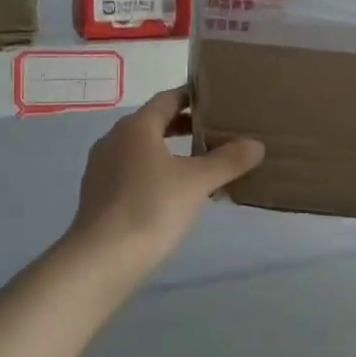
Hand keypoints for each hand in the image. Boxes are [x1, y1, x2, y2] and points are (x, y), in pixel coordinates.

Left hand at [68, 88, 264, 272]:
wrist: (102, 259)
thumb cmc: (151, 208)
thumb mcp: (197, 182)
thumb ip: (227, 161)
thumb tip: (256, 144)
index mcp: (136, 127)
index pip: (167, 99)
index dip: (192, 97)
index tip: (216, 102)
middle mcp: (114, 140)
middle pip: (153, 123)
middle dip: (184, 127)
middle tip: (216, 133)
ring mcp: (102, 169)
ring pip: (142, 150)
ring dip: (169, 152)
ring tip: (200, 165)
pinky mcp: (98, 196)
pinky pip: (132, 173)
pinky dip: (154, 174)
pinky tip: (173, 195)